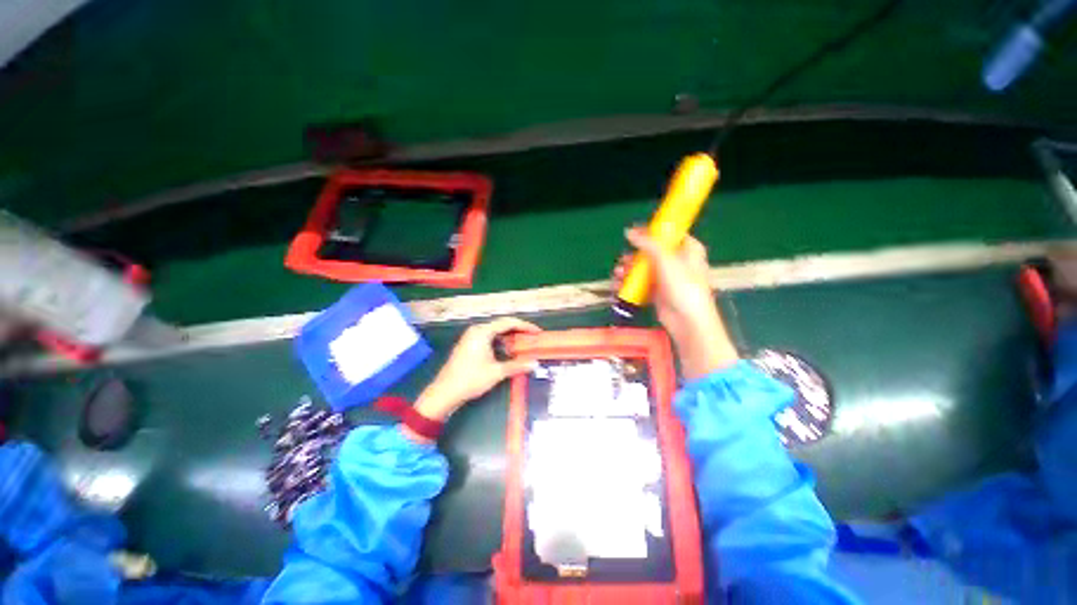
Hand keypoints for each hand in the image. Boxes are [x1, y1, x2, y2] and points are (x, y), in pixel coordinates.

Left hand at [412, 317, 540, 424]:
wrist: (445, 392)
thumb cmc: (471, 379)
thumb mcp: (497, 372)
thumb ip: (517, 365)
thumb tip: (535, 364)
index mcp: (483, 331)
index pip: (509, 322)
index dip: (525, 326)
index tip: (538, 332)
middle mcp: (477, 330)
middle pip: (502, 325)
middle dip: (518, 331)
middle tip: (533, 338)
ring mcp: (471, 336)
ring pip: (495, 332)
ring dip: (510, 337)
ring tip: (523, 344)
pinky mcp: (469, 344)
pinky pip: (489, 338)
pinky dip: (500, 342)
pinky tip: (508, 351)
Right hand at [617, 227, 738, 378]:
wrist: (687, 321)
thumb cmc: (682, 286)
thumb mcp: (665, 259)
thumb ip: (647, 244)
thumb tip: (629, 231)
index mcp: (688, 249)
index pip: (669, 234)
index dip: (651, 232)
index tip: (633, 234)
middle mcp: (678, 262)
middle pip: (652, 253)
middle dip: (634, 256)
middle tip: (623, 260)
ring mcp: (667, 279)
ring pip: (644, 270)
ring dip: (629, 271)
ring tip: (617, 274)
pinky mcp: (659, 293)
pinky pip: (642, 285)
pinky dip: (631, 284)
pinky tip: (619, 286)